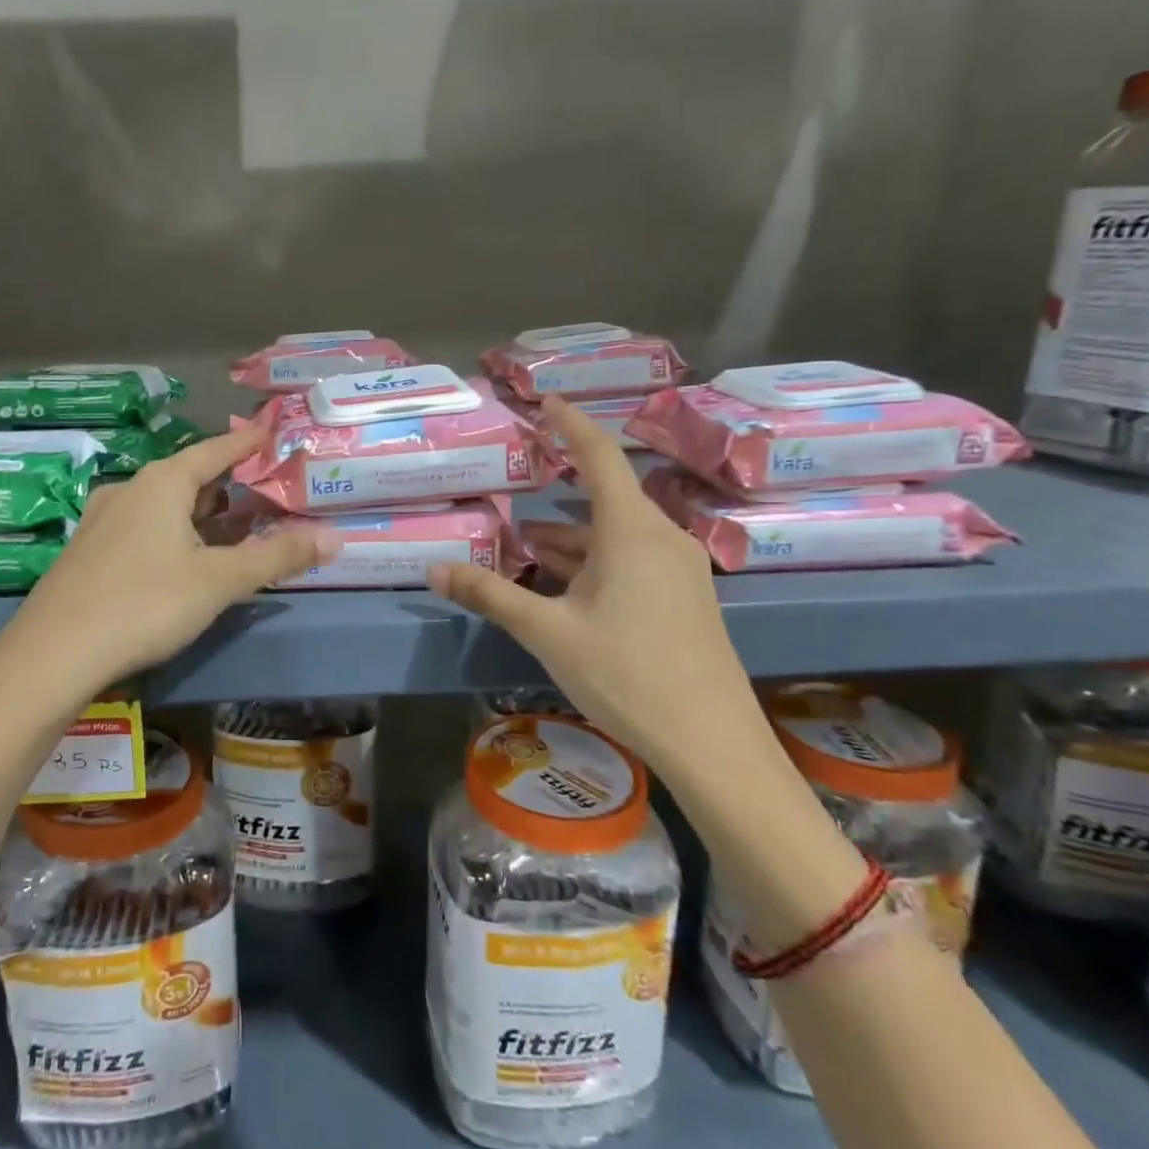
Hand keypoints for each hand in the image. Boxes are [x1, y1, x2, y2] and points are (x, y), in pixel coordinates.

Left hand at [1, 427, 340, 691]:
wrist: (53, 654)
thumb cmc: (145, 603)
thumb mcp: (219, 580)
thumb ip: (278, 557)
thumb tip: (336, 538)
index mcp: (162, 483)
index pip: (215, 450)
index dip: (246, 442)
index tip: (270, 431)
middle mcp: (130, 490)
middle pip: (188, 478)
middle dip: (227, 486)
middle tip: (262, 493)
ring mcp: (103, 521)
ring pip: (164, 506)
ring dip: (199, 514)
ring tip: (231, 528)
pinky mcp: (89, 552)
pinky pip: (143, 528)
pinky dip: (173, 533)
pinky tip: (182, 559)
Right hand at [428, 398, 761, 772]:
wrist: (714, 746)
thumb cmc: (628, 675)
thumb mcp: (548, 632)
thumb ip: (490, 595)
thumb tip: (434, 569)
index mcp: (633, 531)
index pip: (599, 456)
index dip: (571, 424)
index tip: (546, 402)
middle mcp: (661, 538)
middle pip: (603, 500)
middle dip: (555, 498)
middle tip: (514, 490)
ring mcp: (678, 570)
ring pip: (614, 536)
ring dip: (569, 539)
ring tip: (521, 547)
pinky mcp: (683, 598)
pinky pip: (631, 561)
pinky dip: (592, 562)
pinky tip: (561, 587)